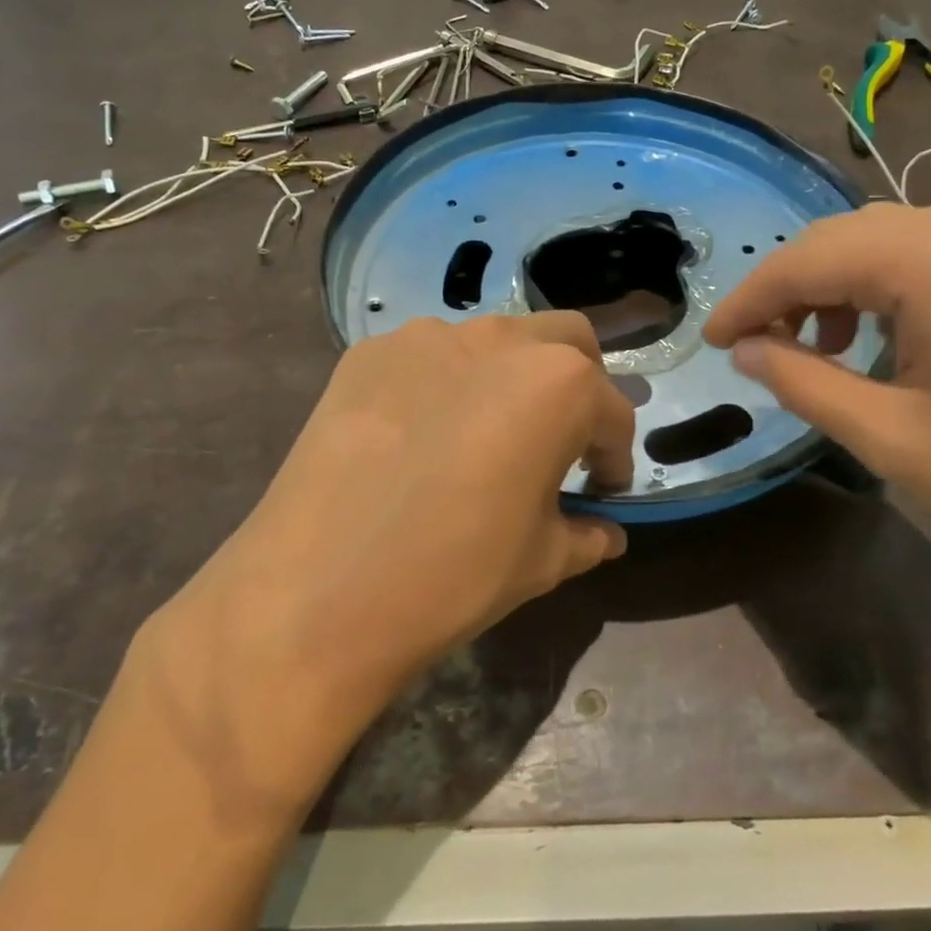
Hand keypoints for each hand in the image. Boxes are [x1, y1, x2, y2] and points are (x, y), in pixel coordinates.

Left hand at [133, 312, 634, 819]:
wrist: (315, 592)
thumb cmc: (453, 575)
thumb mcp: (541, 562)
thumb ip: (586, 534)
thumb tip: (605, 532)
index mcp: (558, 384)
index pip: (610, 411)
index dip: (615, 455)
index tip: (603, 489)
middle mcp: (498, 340)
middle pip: (566, 343)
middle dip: (579, 386)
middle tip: (562, 442)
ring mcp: (425, 337)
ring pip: (495, 340)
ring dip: (511, 377)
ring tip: (487, 435)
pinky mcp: (367, 353)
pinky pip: (428, 357)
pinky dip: (446, 384)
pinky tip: (422, 437)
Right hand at [703, 199, 930, 607]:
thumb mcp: (893, 439)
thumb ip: (804, 382)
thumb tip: (746, 350)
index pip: (808, 257)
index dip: (749, 298)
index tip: (710, 341)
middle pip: (847, 239)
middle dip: (791, 291)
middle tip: (755, 349)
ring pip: (889, 245)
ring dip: (839, 290)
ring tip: (820, 353)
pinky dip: (889, 292)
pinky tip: (886, 343)